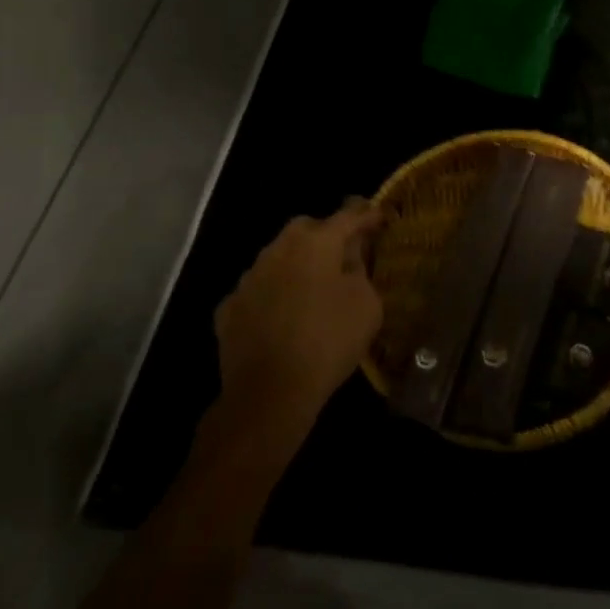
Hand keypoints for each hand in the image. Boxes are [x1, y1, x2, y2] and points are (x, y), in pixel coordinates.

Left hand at [214, 202, 382, 425]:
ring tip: (313, 287)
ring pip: (278, 257)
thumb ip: (360, 268)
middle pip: (306, 229)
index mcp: (316, 243)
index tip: (380, 217)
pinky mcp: (229, 308)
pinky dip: (273, 294)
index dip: (367, 215)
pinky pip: (259, 289)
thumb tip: (351, 253)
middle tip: (344, 253)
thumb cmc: (328, 341)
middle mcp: (278, 250)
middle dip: (326, 234)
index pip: (347, 216)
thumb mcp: (366, 304)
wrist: (269, 394)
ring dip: (297, 264)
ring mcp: (249, 278)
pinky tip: (283, 315)